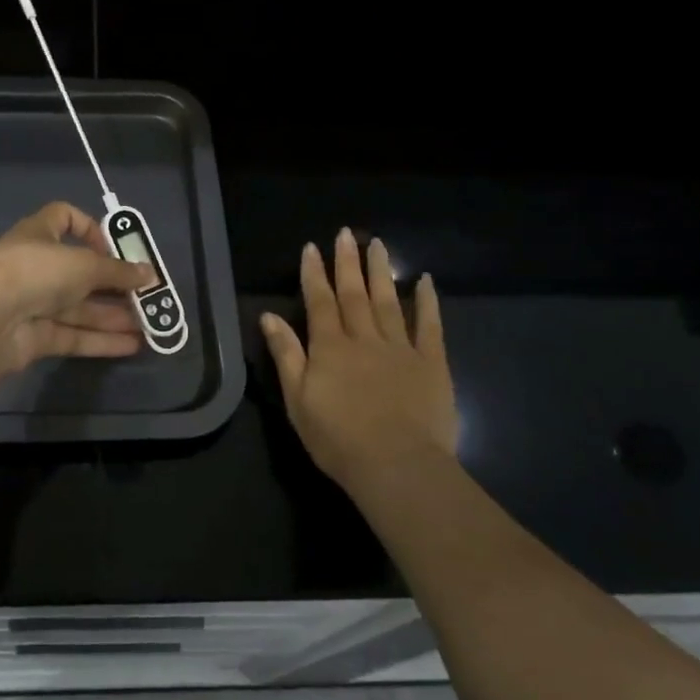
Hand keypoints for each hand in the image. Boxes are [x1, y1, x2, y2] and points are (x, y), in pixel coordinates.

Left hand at [0, 202, 156, 376]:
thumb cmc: (35, 272)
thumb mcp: (84, 264)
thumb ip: (119, 272)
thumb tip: (150, 274)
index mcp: (39, 234)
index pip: (63, 218)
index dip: (90, 228)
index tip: (114, 247)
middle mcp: (35, 266)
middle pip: (79, 272)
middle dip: (112, 284)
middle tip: (144, 296)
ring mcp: (33, 303)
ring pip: (79, 308)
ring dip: (113, 315)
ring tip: (147, 325)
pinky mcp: (35, 337)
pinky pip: (73, 335)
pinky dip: (101, 339)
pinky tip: (132, 345)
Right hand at [260, 227, 458, 488]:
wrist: (397, 466)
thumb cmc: (338, 440)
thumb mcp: (297, 400)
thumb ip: (286, 355)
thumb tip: (269, 316)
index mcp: (330, 347)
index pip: (319, 301)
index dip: (314, 274)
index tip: (312, 247)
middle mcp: (364, 338)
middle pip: (354, 293)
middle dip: (347, 262)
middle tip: (345, 233)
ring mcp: (400, 348)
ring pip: (388, 300)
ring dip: (381, 271)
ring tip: (378, 243)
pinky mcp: (431, 363)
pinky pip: (429, 325)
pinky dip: (427, 301)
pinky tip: (425, 280)